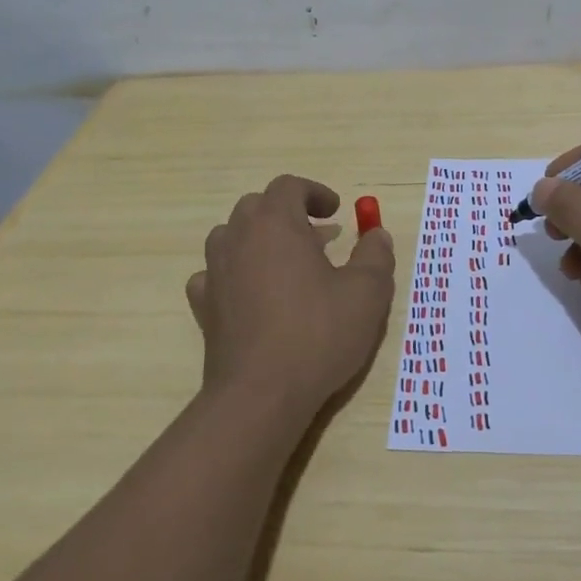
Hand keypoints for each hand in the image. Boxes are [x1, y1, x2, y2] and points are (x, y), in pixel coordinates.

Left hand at [187, 175, 395, 420]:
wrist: (261, 394)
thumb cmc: (318, 334)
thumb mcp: (367, 292)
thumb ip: (375, 254)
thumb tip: (376, 233)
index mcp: (276, 224)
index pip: (289, 186)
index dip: (315, 193)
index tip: (337, 212)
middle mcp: (239, 238)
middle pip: (257, 206)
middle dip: (288, 213)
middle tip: (317, 238)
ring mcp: (215, 271)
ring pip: (231, 235)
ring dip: (258, 239)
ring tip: (286, 264)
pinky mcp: (204, 306)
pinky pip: (214, 274)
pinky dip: (234, 273)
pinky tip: (252, 294)